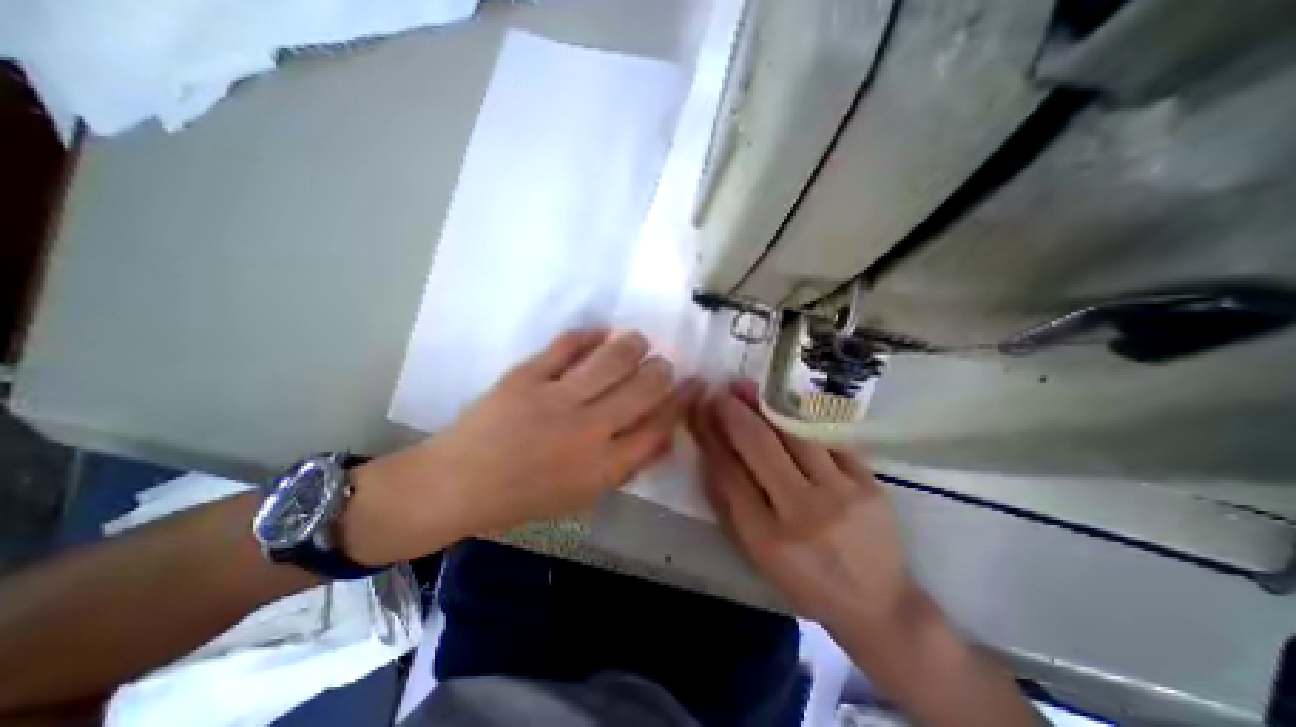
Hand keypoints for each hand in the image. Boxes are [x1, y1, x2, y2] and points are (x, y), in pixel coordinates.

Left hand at [343, 328, 699, 562]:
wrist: (457, 485)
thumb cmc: (525, 496)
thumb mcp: (584, 494)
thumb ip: (629, 465)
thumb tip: (666, 435)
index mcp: (601, 466)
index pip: (658, 426)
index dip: (682, 401)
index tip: (695, 384)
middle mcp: (586, 431)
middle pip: (642, 389)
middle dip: (662, 371)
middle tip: (664, 363)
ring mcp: (555, 400)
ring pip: (611, 360)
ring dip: (633, 345)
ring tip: (639, 341)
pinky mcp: (526, 377)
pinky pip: (566, 346)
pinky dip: (588, 334)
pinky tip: (600, 332)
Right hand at [687, 380, 920, 629]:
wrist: (878, 602)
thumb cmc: (804, 579)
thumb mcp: (756, 551)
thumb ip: (730, 502)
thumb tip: (710, 450)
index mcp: (767, 538)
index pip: (729, 473)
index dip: (710, 436)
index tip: (698, 411)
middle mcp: (804, 512)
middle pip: (760, 446)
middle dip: (733, 413)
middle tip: (717, 391)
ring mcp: (841, 493)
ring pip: (793, 433)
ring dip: (764, 406)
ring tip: (744, 387)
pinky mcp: (868, 481)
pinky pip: (825, 439)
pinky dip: (798, 418)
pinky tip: (783, 403)